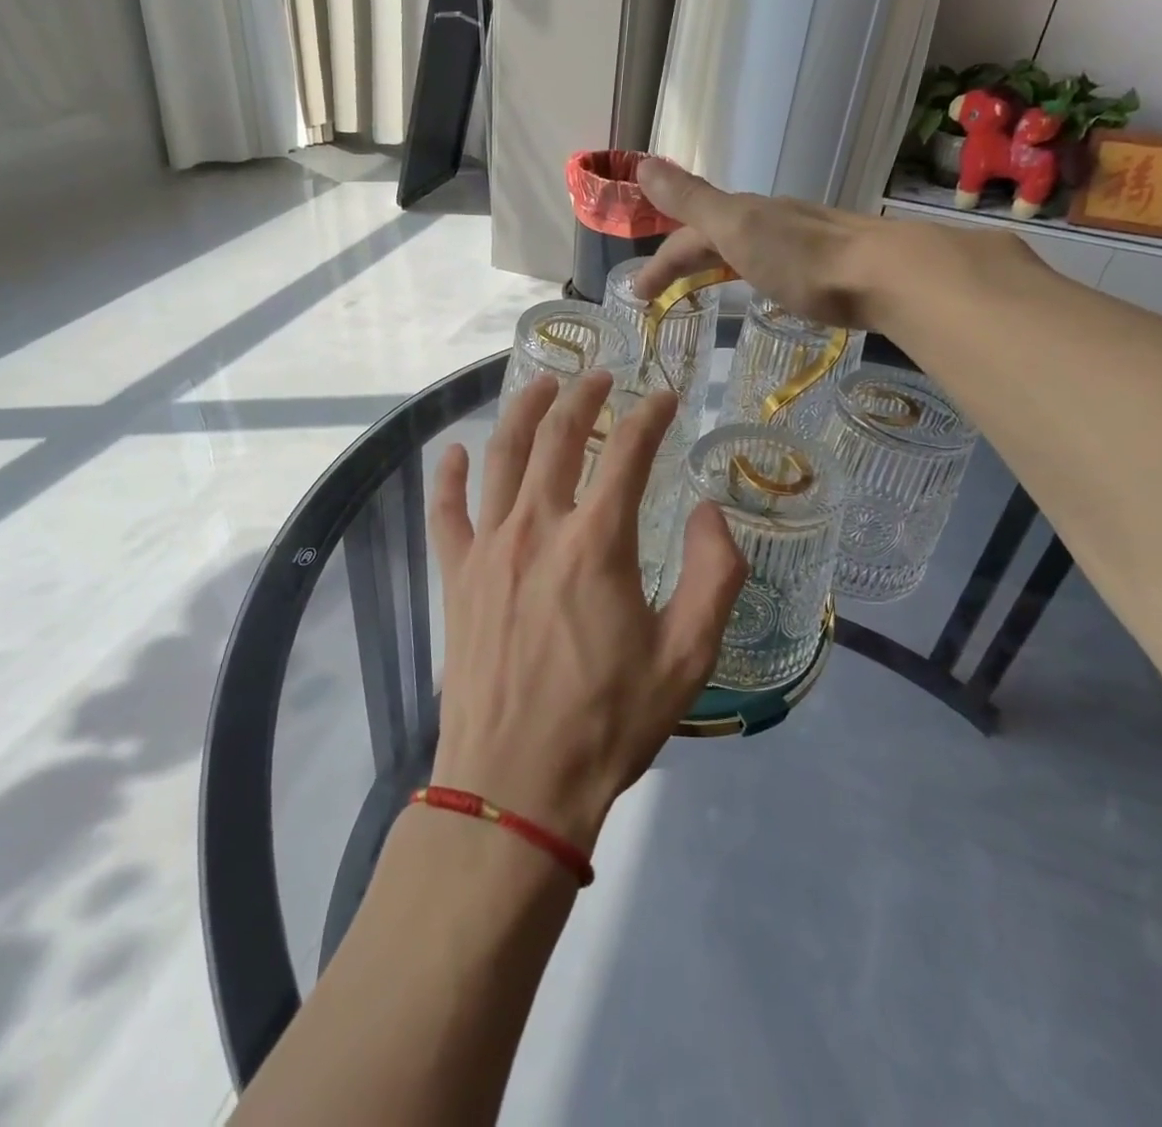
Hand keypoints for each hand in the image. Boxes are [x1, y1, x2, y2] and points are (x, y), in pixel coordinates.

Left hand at [429, 372, 748, 852]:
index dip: (651, 416)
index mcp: (598, 543)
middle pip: (558, 437)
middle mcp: (538, 527)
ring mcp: (489, 548)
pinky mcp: (457, 576)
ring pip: (502, 456)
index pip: (629, 453)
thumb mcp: (688, 657)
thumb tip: (712, 513)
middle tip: (601, 376)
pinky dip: (448, 475)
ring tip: (542, 385)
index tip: (665, 397)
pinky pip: (446, 511)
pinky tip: (453, 452)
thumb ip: (715, 576)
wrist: (515, 784)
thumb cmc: (608, 723)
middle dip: (583, 396)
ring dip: (524, 412)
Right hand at [632, 158, 892, 328]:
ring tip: (700, 286)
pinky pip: (770, 263)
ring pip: (742, 248)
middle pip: (712, 238)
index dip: (659, 262)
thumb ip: (691, 201)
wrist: (884, 274)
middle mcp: (769, 221)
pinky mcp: (823, 265)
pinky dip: (748, 272)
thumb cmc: (802, 257)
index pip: (687, 236)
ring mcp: (799, 241)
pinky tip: (759, 285)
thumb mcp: (736, 227)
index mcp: (743, 215)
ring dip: (714, 263)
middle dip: (680, 261)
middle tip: (656, 296)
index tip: (638, 295)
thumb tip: (644, 164)